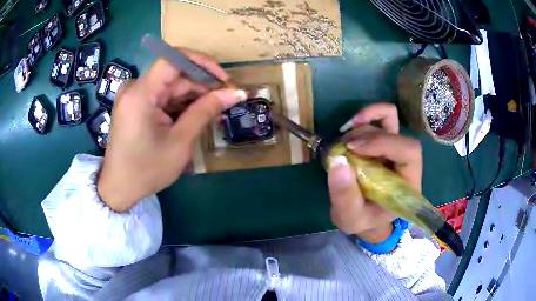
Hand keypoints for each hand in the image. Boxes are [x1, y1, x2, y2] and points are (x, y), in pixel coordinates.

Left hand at [97, 49, 246, 211]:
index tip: (223, 79)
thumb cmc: (147, 170)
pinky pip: (161, 97)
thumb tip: (237, 92)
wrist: (119, 188)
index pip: (173, 60)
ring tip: (214, 112)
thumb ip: (206, 111)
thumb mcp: (180, 141)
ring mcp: (133, 97)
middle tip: (225, 100)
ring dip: (192, 97)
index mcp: (140, 94)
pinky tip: (194, 116)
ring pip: (170, 86)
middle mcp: (134, 88)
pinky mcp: (135, 106)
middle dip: (201, 85)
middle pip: (174, 75)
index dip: (201, 62)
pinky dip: (179, 105)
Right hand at [327, 103, 421, 243]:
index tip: (353, 149)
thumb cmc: (364, 220)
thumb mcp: (350, 218)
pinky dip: (368, 115)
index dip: (383, 143)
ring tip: (342, 147)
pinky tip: (351, 125)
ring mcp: (396, 148)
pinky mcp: (385, 141)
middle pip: (395, 134)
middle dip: (366, 138)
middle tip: (343, 150)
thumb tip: (337, 162)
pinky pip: (384, 117)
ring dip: (361, 129)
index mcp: (408, 183)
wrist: (368, 217)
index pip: (409, 151)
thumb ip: (345, 197)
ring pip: (387, 121)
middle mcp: (406, 162)